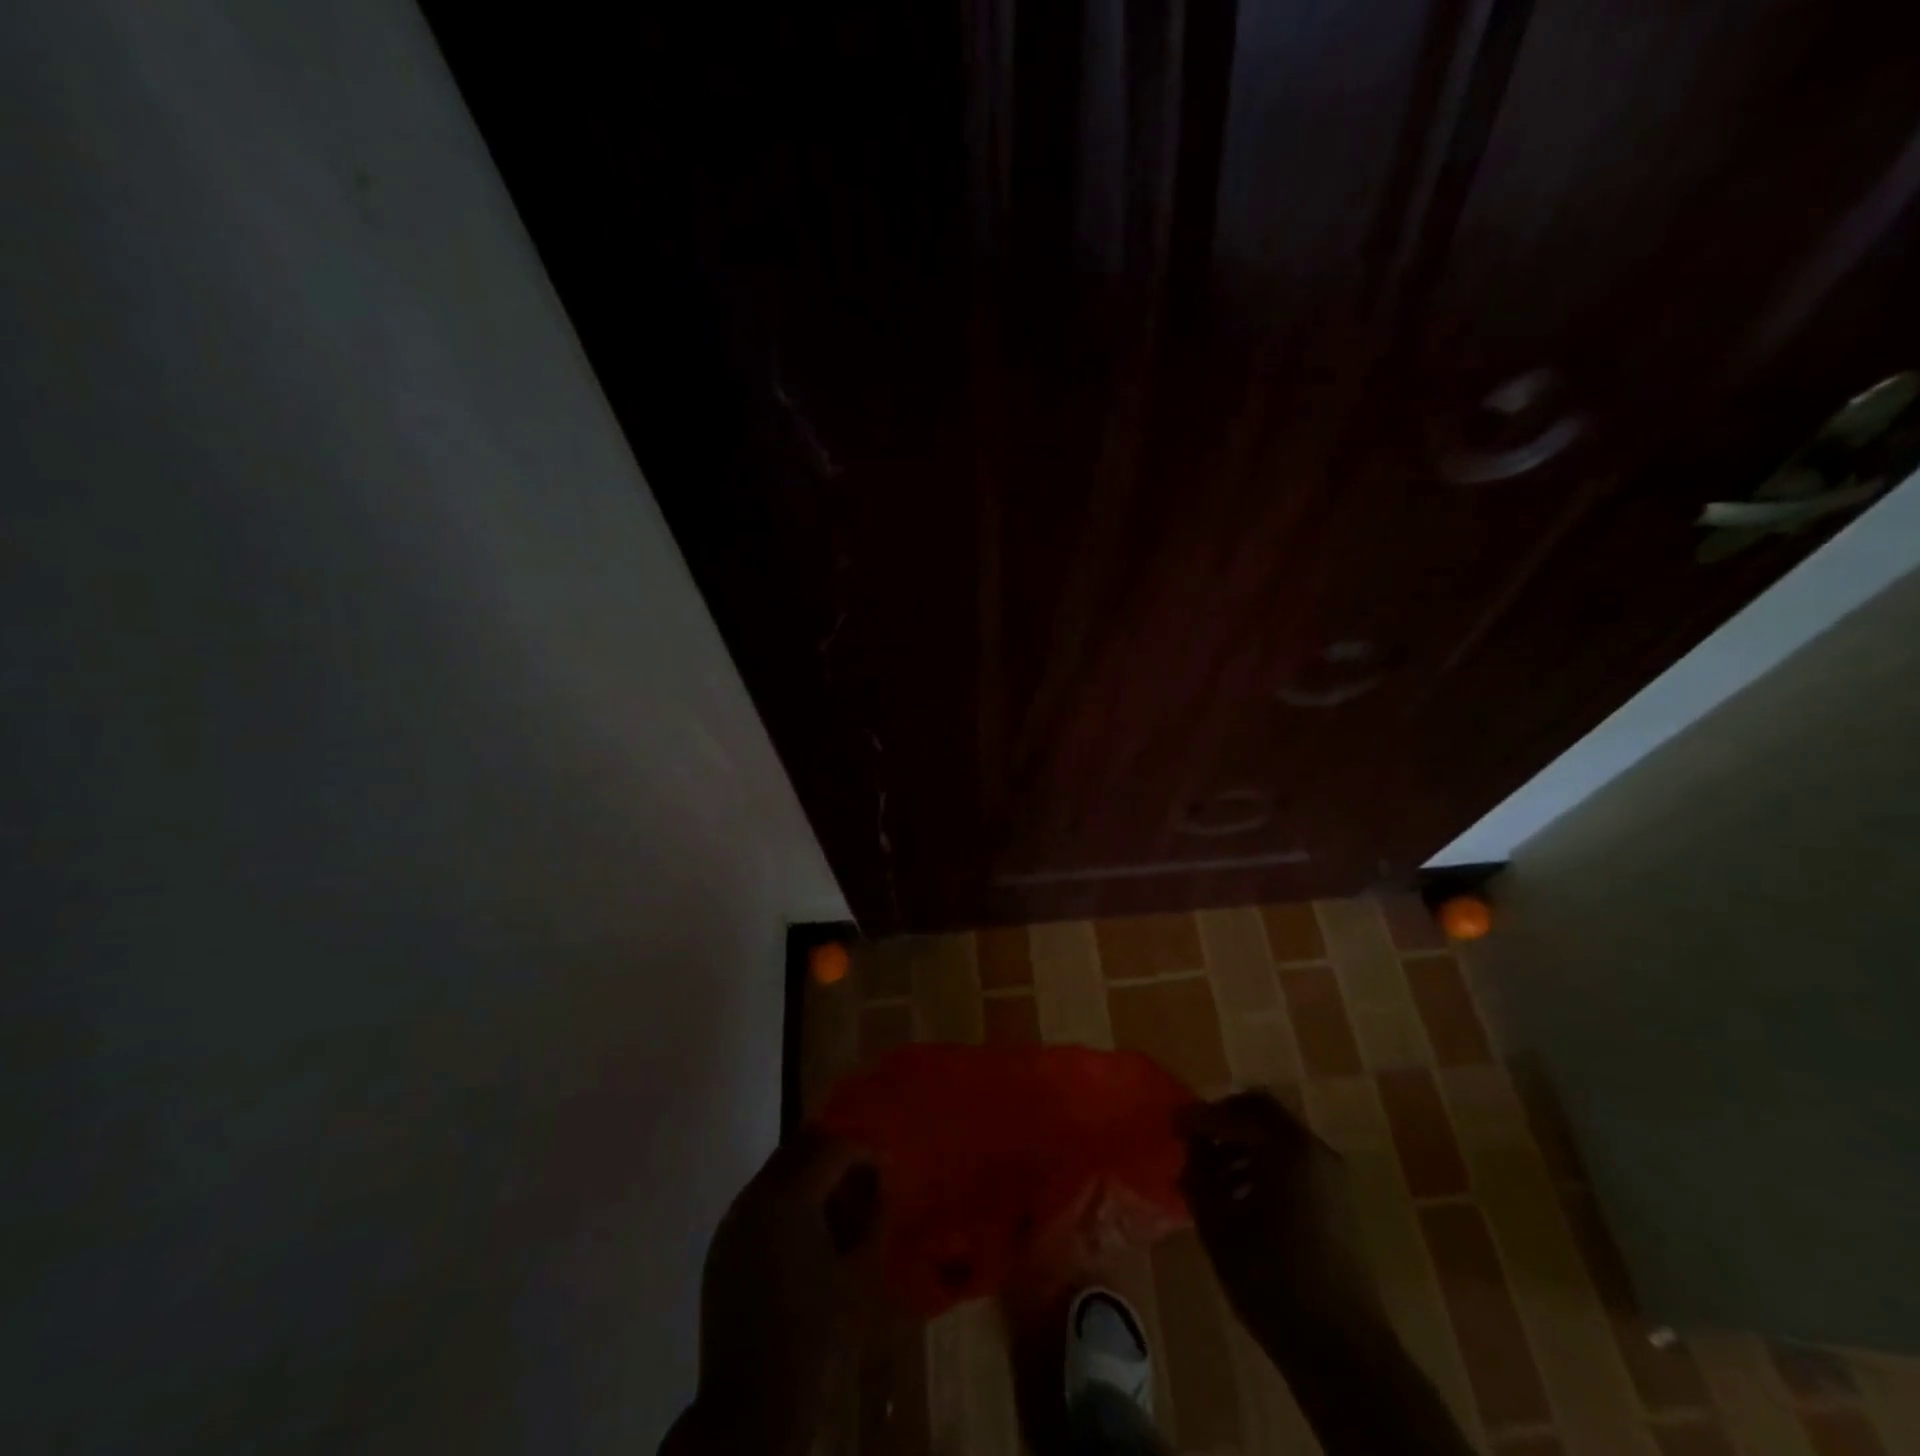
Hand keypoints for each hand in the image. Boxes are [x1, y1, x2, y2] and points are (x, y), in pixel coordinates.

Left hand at [665, 1130, 882, 1455]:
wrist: (750, 1411)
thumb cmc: (817, 1339)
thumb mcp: (862, 1276)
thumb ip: (875, 1218)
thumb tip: (881, 1188)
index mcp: (789, 1197)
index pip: (834, 1147)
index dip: (866, 1151)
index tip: (889, 1169)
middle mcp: (755, 1196)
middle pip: (800, 1146)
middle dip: (835, 1154)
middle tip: (863, 1180)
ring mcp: (732, 1221)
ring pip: (776, 1171)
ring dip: (809, 1177)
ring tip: (837, 1211)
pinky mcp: (720, 1248)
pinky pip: (758, 1203)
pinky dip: (785, 1202)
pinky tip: (805, 1238)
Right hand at [1178, 1091, 1475, 1455]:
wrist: (1342, 1351)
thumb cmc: (1272, 1280)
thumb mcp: (1219, 1224)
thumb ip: (1199, 1175)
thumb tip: (1191, 1148)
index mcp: (1286, 1148)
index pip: (1233, 1112)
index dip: (1198, 1116)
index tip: (1170, 1125)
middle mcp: (1313, 1150)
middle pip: (1261, 1112)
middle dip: (1223, 1120)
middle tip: (1192, 1139)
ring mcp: (1330, 1176)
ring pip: (1277, 1136)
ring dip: (1242, 1143)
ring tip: (1210, 1173)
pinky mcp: (1336, 1203)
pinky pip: (1293, 1162)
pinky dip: (1263, 1164)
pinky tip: (1239, 1196)